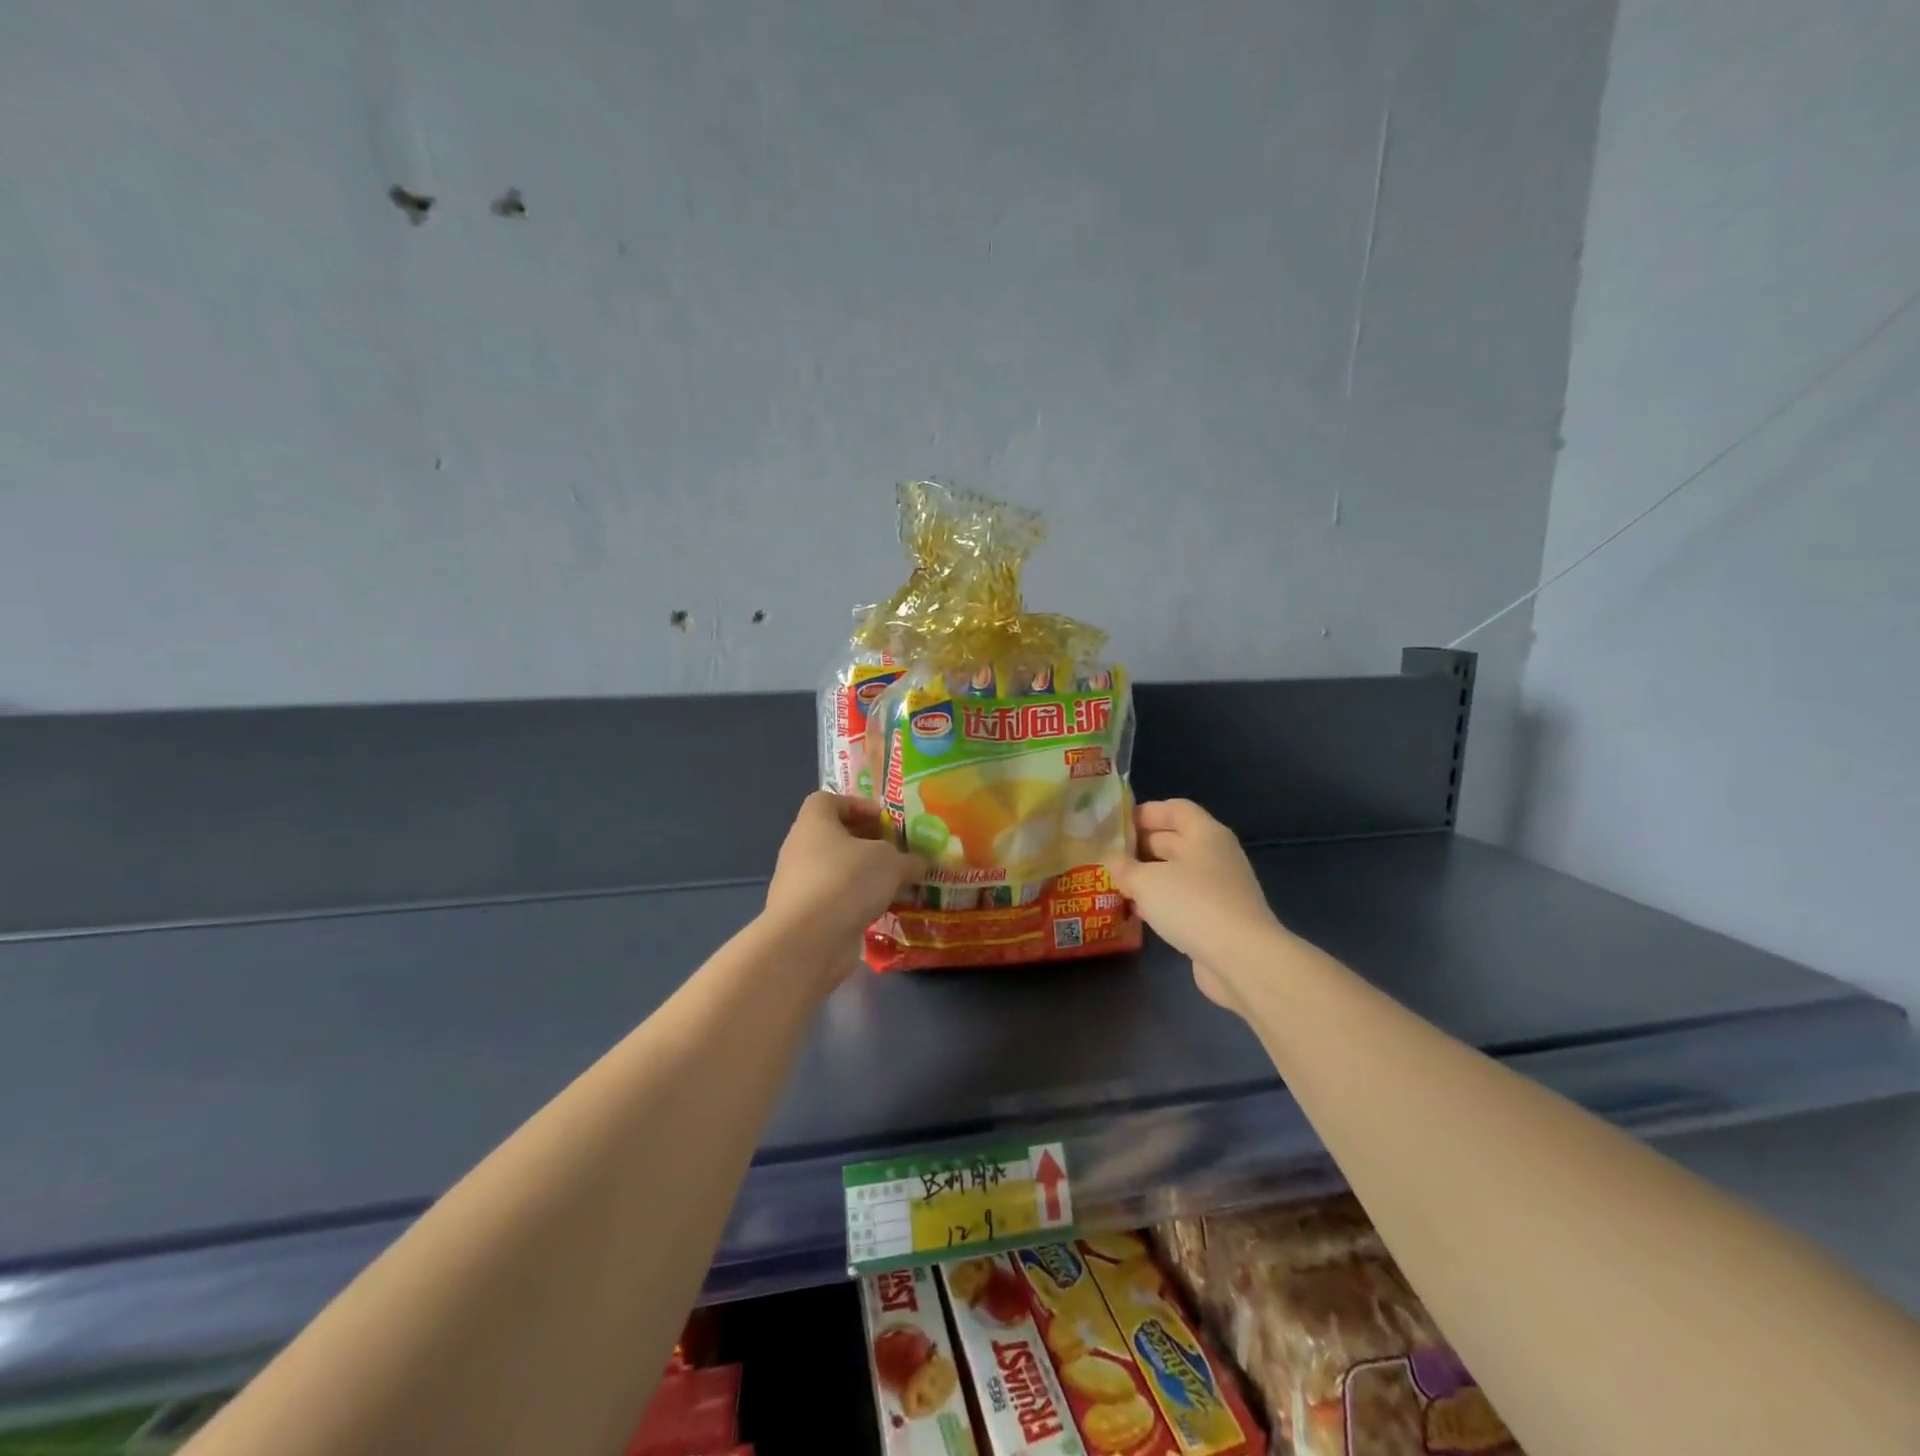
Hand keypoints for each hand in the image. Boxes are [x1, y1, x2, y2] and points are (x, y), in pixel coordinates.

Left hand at [763, 792, 925, 985]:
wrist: (808, 940)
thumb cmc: (847, 881)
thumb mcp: (890, 862)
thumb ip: (908, 859)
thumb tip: (920, 863)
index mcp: (814, 822)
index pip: (829, 800)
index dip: (858, 806)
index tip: (886, 822)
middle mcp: (800, 848)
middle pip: (836, 837)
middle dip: (868, 844)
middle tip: (898, 854)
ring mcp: (799, 884)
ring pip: (837, 871)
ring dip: (864, 876)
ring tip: (895, 885)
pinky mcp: (804, 916)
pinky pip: (834, 900)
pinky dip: (856, 903)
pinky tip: (881, 911)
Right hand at [1104, 799, 1282, 1010]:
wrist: (1241, 958)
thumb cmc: (1192, 904)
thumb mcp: (1146, 881)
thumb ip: (1126, 869)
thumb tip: (1116, 864)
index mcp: (1205, 834)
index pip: (1174, 808)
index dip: (1145, 812)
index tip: (1117, 825)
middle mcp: (1216, 855)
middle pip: (1175, 840)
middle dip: (1142, 847)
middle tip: (1109, 857)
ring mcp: (1221, 888)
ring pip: (1178, 872)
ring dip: (1150, 877)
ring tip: (1118, 884)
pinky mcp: (1220, 918)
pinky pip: (1185, 900)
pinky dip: (1163, 902)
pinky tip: (1139, 912)